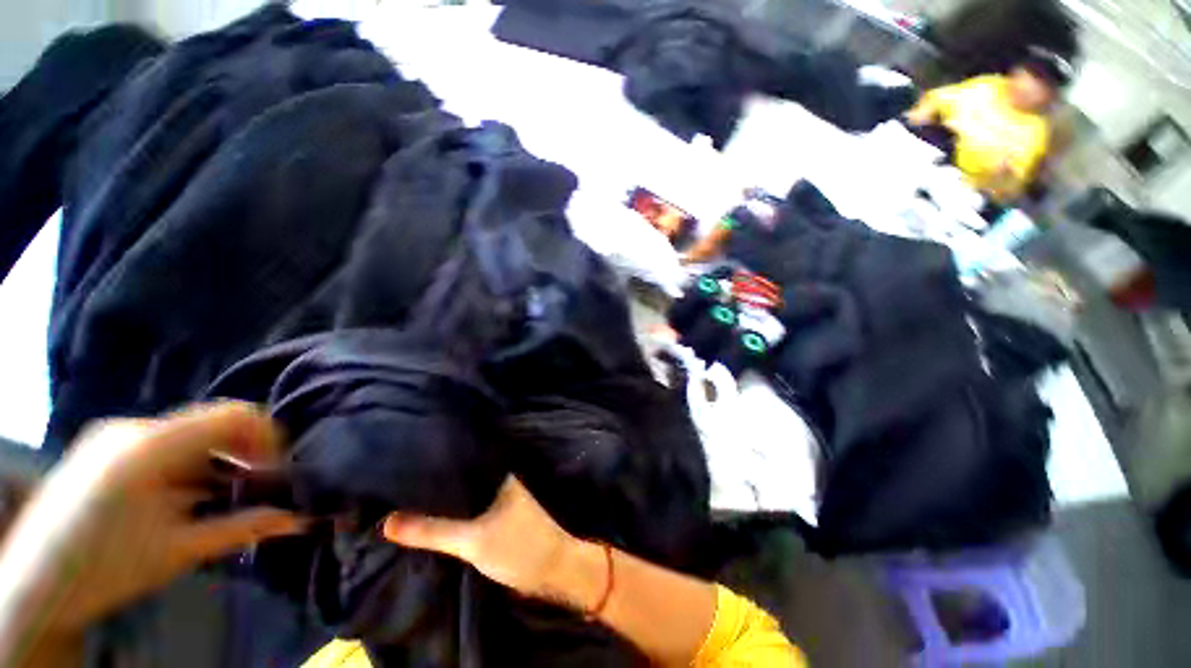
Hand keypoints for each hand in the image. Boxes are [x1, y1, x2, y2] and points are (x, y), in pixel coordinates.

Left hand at [0, 403, 305, 655]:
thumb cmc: (106, 570)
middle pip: (210, 424)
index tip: (277, 468)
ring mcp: (112, 434)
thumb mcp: (178, 553)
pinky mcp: (103, 445)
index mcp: (149, 447)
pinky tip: (183, 495)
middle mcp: (132, 428)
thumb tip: (297, 518)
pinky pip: (163, 443)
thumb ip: (240, 528)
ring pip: (187, 435)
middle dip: (241, 453)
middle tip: (253, 486)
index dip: (267, 435)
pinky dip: (187, 464)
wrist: (34, 586)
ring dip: (214, 460)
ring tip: (218, 496)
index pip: (232, 415)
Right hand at [382, 476, 575, 601]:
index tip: (402, 463)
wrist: (552, 571)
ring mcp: (497, 500)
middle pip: (459, 479)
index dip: (433, 463)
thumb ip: (432, 531)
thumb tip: (386, 521)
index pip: (460, 461)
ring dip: (440, 501)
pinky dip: (450, 515)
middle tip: (395, 485)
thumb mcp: (472, 539)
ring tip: (404, 500)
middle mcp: (496, 482)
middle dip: (433, 484)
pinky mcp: (496, 518)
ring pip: (462, 497)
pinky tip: (429, 520)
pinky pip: (467, 512)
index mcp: (496, 474)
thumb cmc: (518, 546)